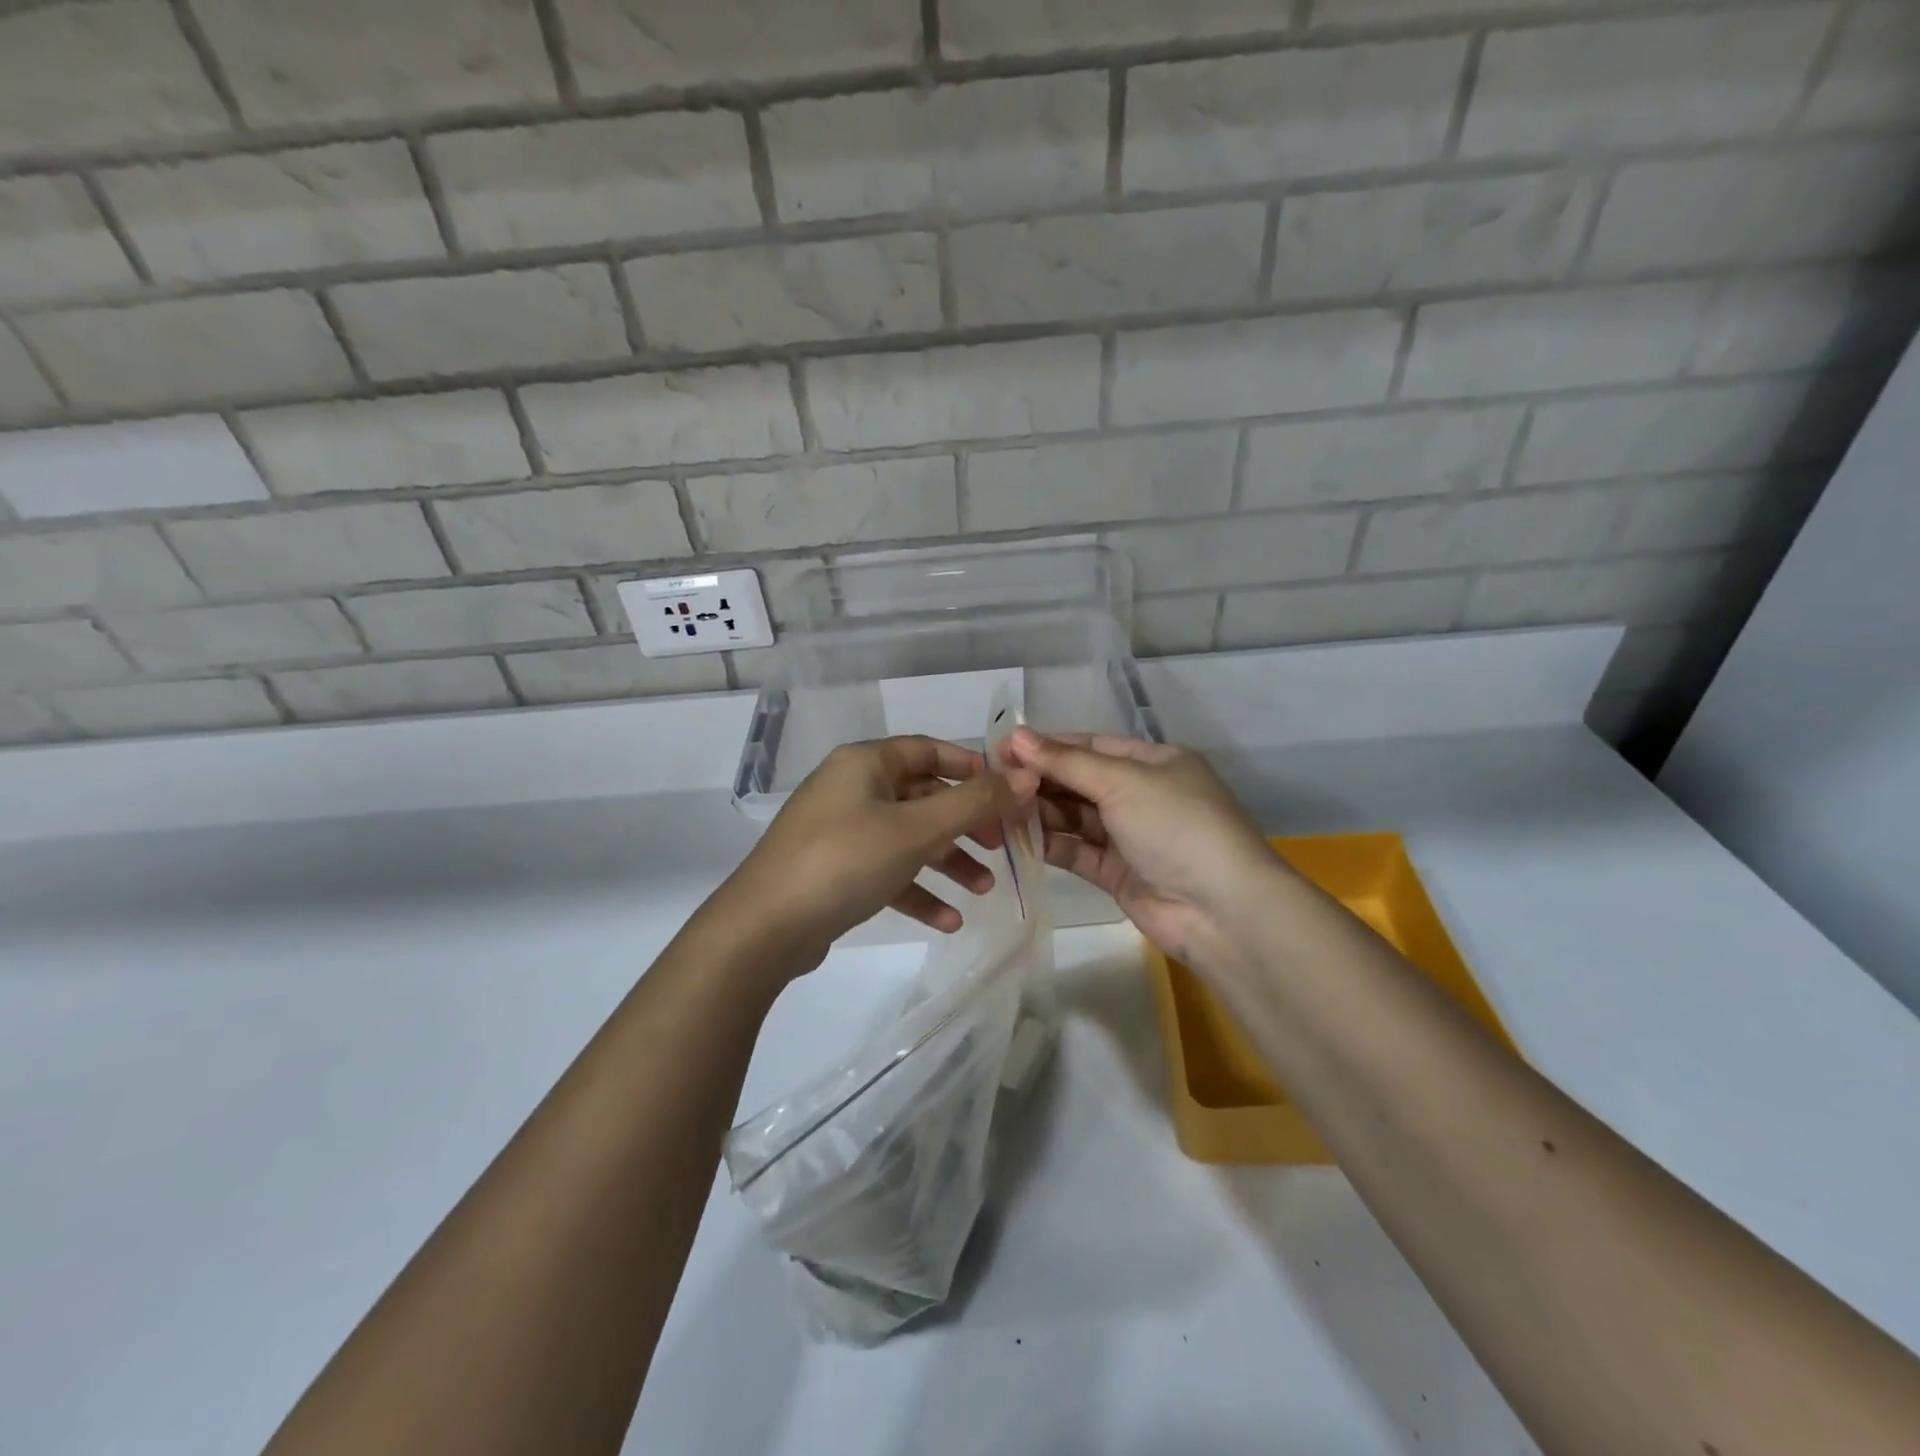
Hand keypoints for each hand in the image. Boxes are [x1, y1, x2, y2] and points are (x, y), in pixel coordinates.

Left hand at [708, 736, 1035, 975]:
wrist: (764, 929)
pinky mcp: (835, 870)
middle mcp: (852, 788)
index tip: (1009, 793)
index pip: (929, 750)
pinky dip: (917, 890)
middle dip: (965, 823)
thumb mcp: (916, 830)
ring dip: (948, 861)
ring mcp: (841, 830)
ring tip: (984, 889)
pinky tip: (949, 921)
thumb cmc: (845, 861)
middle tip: (1002, 847)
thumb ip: (974, 803)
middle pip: (922, 797)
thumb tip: (1025, 776)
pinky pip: (887, 871)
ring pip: (908, 837)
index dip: (972, 768)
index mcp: (865, 763)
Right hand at [1002, 728, 1280, 973]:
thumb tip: (1015, 735)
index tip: (1002, 749)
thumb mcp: (1123, 782)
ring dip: (1040, 812)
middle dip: (1039, 780)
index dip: (1047, 746)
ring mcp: (1129, 836)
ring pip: (1074, 817)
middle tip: (993, 783)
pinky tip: (1017, 838)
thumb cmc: (1176, 826)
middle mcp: (1142, 794)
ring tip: (998, 810)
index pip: (1091, 746)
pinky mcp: (1117, 873)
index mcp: (1154, 762)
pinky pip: (1076, 850)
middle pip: (1080, 781)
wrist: (1221, 910)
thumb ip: (1067, 762)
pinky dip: (1050, 844)